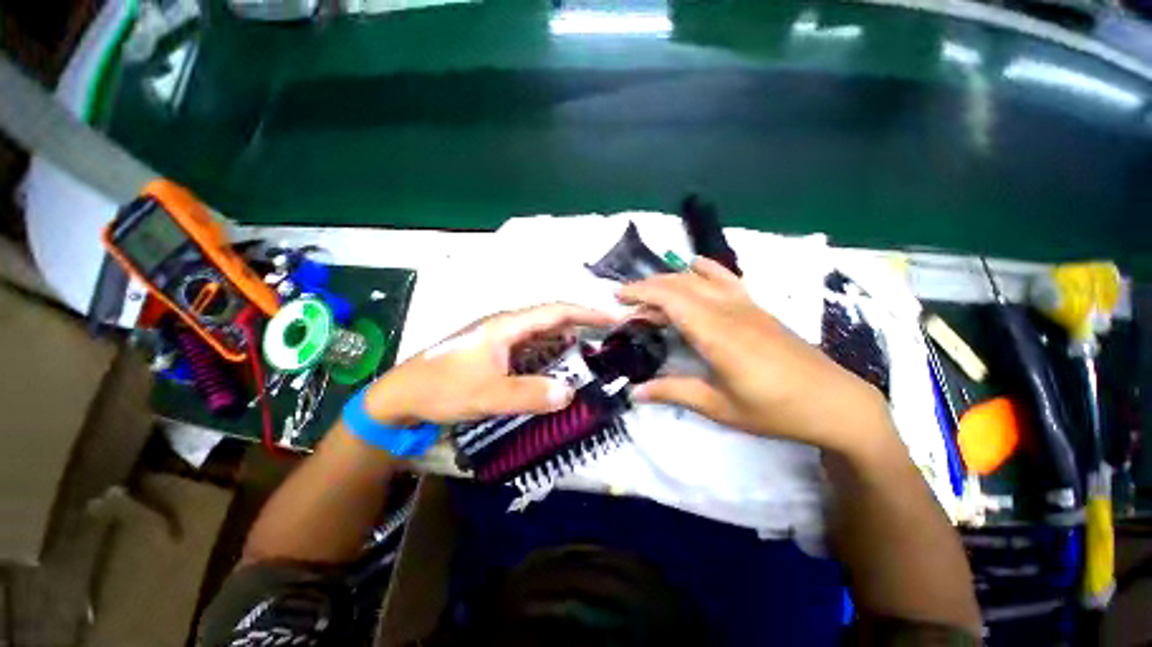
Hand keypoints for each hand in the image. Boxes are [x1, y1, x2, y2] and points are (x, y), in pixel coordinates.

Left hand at [363, 303, 617, 425]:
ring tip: (591, 353)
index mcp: (507, 324)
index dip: (587, 312)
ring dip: (566, 341)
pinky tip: (559, 366)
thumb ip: (529, 394)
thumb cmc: (443, 388)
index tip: (613, 317)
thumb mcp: (487, 394)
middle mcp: (507, 325)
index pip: (556, 311)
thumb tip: (570, 393)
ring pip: (543, 334)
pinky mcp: (496, 351)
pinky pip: (532, 348)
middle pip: (552, 318)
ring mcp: (501, 338)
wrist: (403, 395)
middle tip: (609, 338)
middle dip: (582, 325)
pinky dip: (550, 354)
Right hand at [618, 258, 890, 456]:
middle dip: (648, 287)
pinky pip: (725, 277)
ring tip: (652, 292)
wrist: (834, 401)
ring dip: (670, 280)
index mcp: (716, 334)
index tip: (618, 297)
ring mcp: (745, 304)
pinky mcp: (757, 306)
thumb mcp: (719, 407)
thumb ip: (673, 392)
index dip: (641, 293)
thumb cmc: (774, 410)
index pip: (670, 299)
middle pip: (680, 284)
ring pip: (699, 278)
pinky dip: (704, 270)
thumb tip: (635, 392)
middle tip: (627, 302)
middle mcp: (728, 310)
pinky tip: (694, 270)